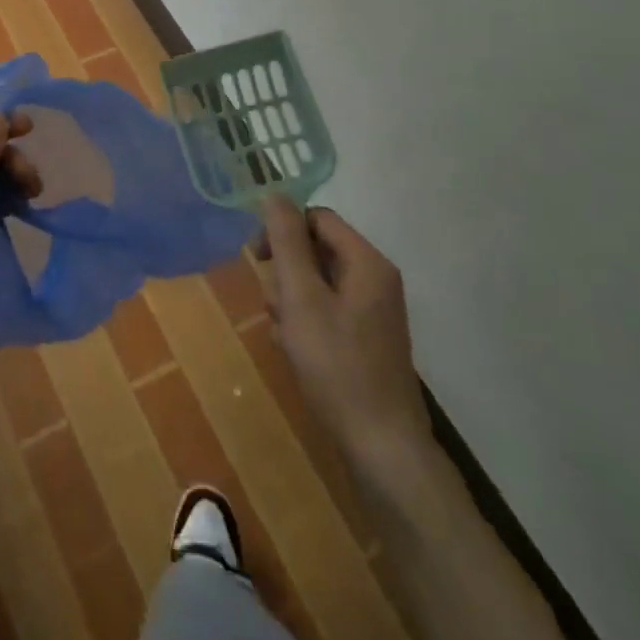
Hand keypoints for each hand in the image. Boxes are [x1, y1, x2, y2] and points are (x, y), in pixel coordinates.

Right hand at [254, 197, 432, 472]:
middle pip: (317, 250)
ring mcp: (374, 311)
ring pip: (318, 282)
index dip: (283, 229)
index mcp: (367, 262)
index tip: (257, 257)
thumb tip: (273, 193)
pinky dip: (306, 321)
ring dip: (292, 299)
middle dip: (286, 272)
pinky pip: (327, 309)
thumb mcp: (301, 297)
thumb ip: (286, 242)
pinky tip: (294, 349)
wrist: (382, 446)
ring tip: (283, 334)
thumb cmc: (337, 365)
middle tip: (273, 304)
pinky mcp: (367, 338)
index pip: (317, 218)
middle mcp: (376, 279)